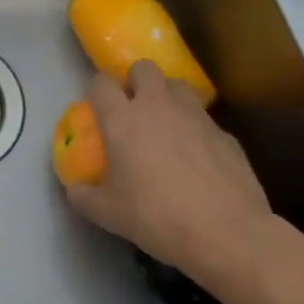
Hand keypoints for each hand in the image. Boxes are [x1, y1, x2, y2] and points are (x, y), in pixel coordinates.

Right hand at [64, 60, 272, 280]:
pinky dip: (197, 130)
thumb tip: (74, 190)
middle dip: (137, 80)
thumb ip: (84, 196)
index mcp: (122, 118)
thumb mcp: (108, 213)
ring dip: (169, 97)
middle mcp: (157, 106)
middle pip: (144, 68)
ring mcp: (195, 117)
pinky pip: (205, 120)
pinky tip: (199, 158)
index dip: (98, 90)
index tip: (99, 107)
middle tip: (135, 108)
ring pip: (179, 85)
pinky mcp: (226, 135)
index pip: (101, 82)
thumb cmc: (157, 217)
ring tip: (168, 124)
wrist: (229, 235)